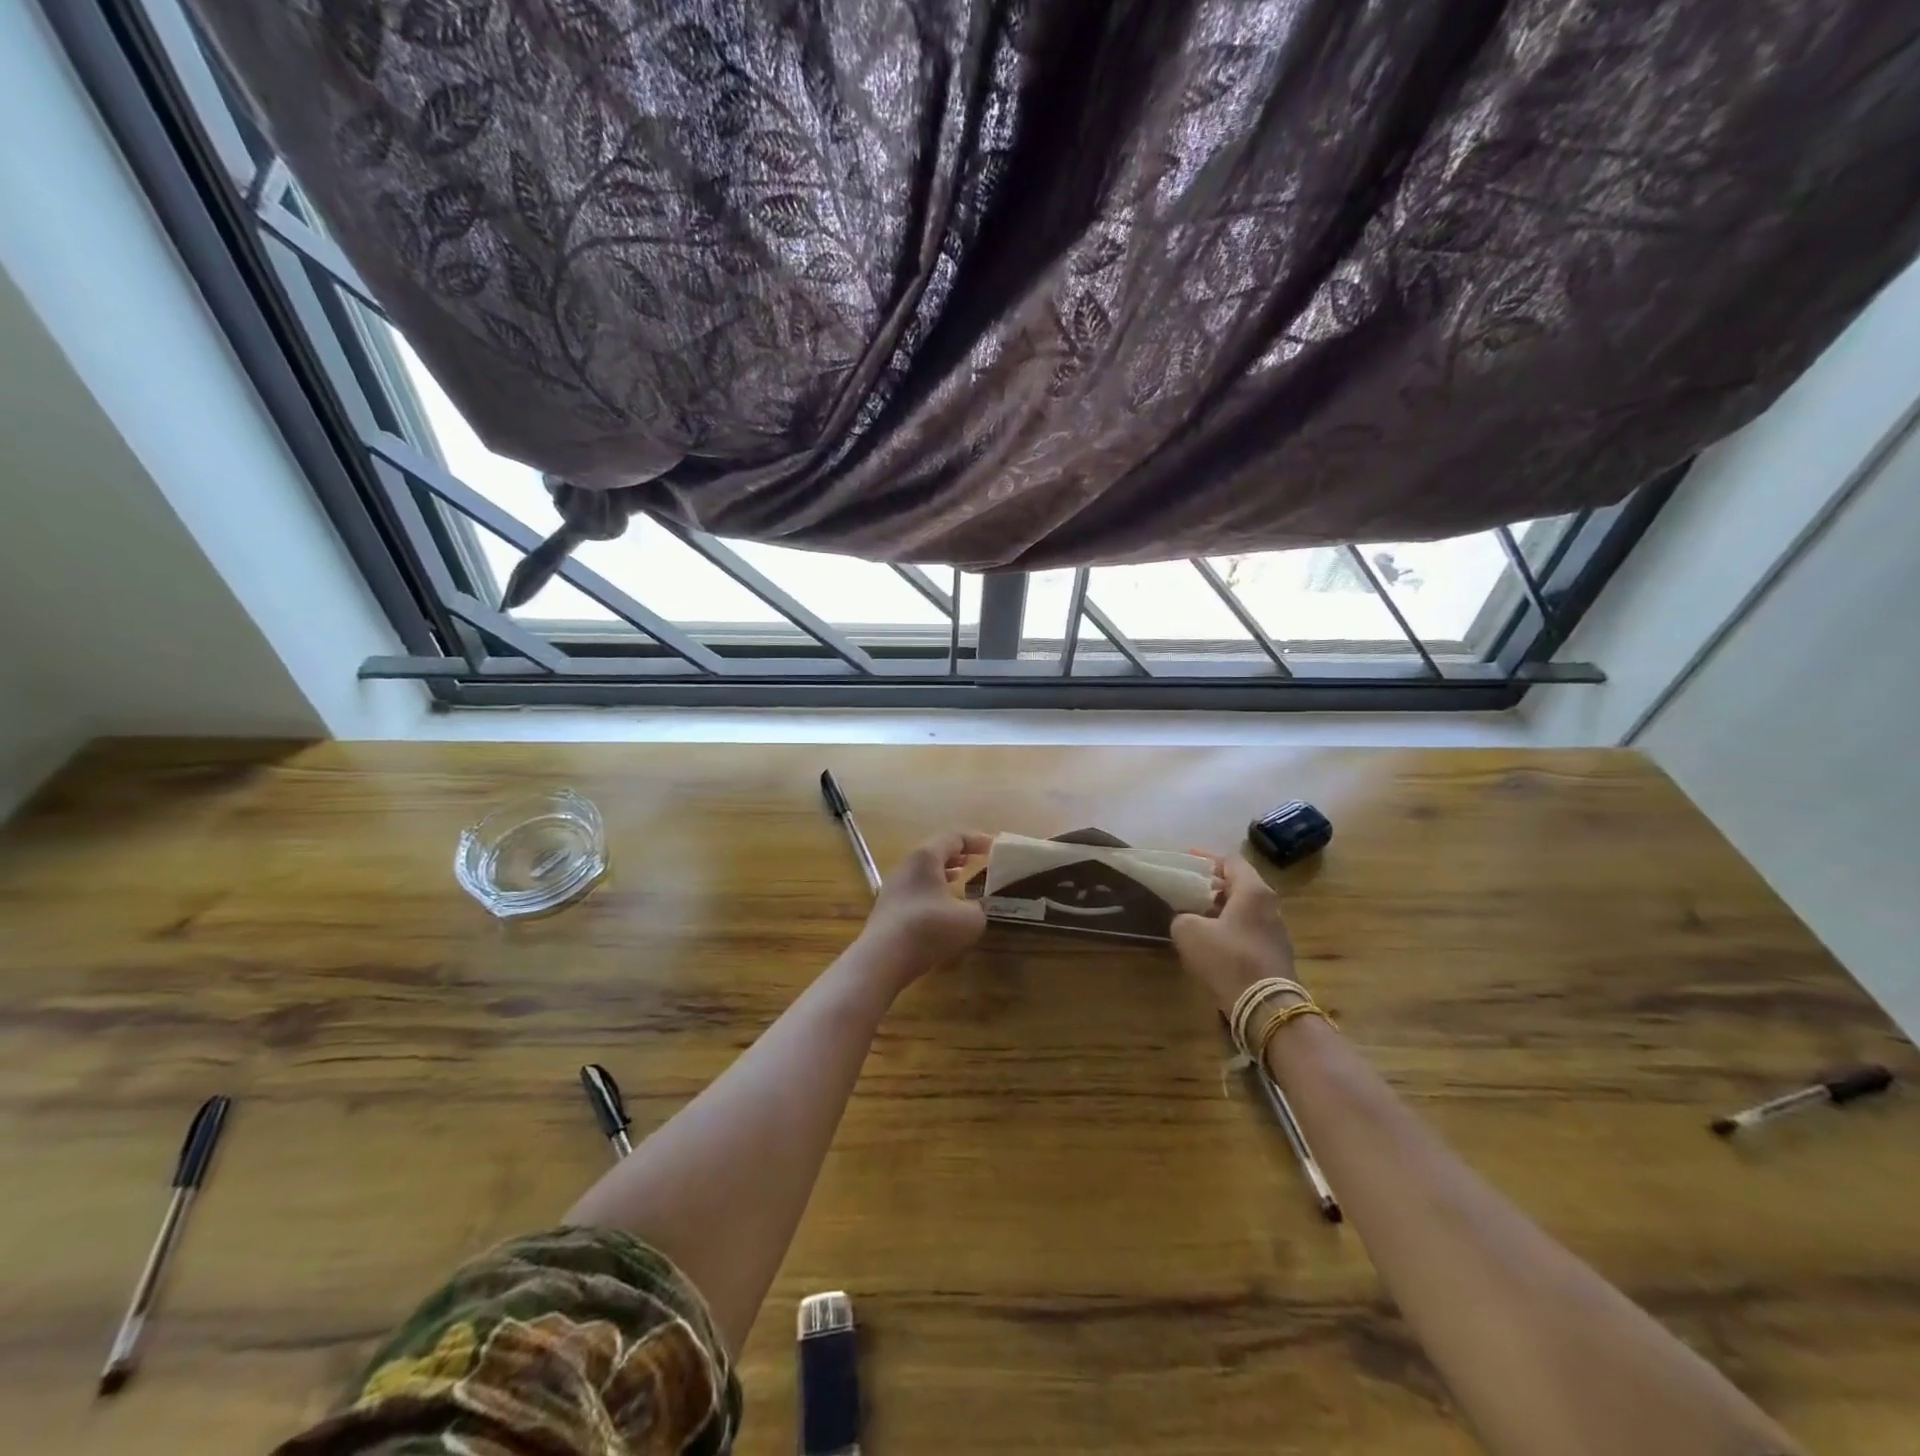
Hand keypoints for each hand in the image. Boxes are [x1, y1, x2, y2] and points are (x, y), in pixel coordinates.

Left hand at [857, 830, 992, 986]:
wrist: (883, 958)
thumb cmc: (929, 928)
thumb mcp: (970, 919)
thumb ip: (978, 908)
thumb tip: (974, 908)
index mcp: (926, 857)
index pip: (953, 837)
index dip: (975, 840)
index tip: (993, 846)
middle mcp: (906, 865)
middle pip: (934, 851)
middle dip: (957, 854)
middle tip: (975, 859)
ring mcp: (893, 887)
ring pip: (922, 871)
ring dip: (943, 871)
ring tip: (960, 877)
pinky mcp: (888, 908)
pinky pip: (915, 888)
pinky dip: (932, 889)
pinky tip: (941, 905)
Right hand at [1170, 854, 1297, 1012]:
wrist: (1264, 1007)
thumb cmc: (1227, 958)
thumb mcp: (1189, 932)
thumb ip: (1183, 916)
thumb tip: (1187, 919)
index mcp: (1253, 891)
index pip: (1231, 861)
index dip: (1206, 858)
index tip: (1186, 860)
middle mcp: (1270, 905)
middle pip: (1239, 884)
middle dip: (1212, 884)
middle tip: (1188, 888)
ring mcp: (1276, 931)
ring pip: (1244, 909)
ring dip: (1220, 908)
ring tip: (1195, 914)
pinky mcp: (1275, 954)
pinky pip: (1248, 929)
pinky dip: (1229, 927)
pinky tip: (1211, 940)